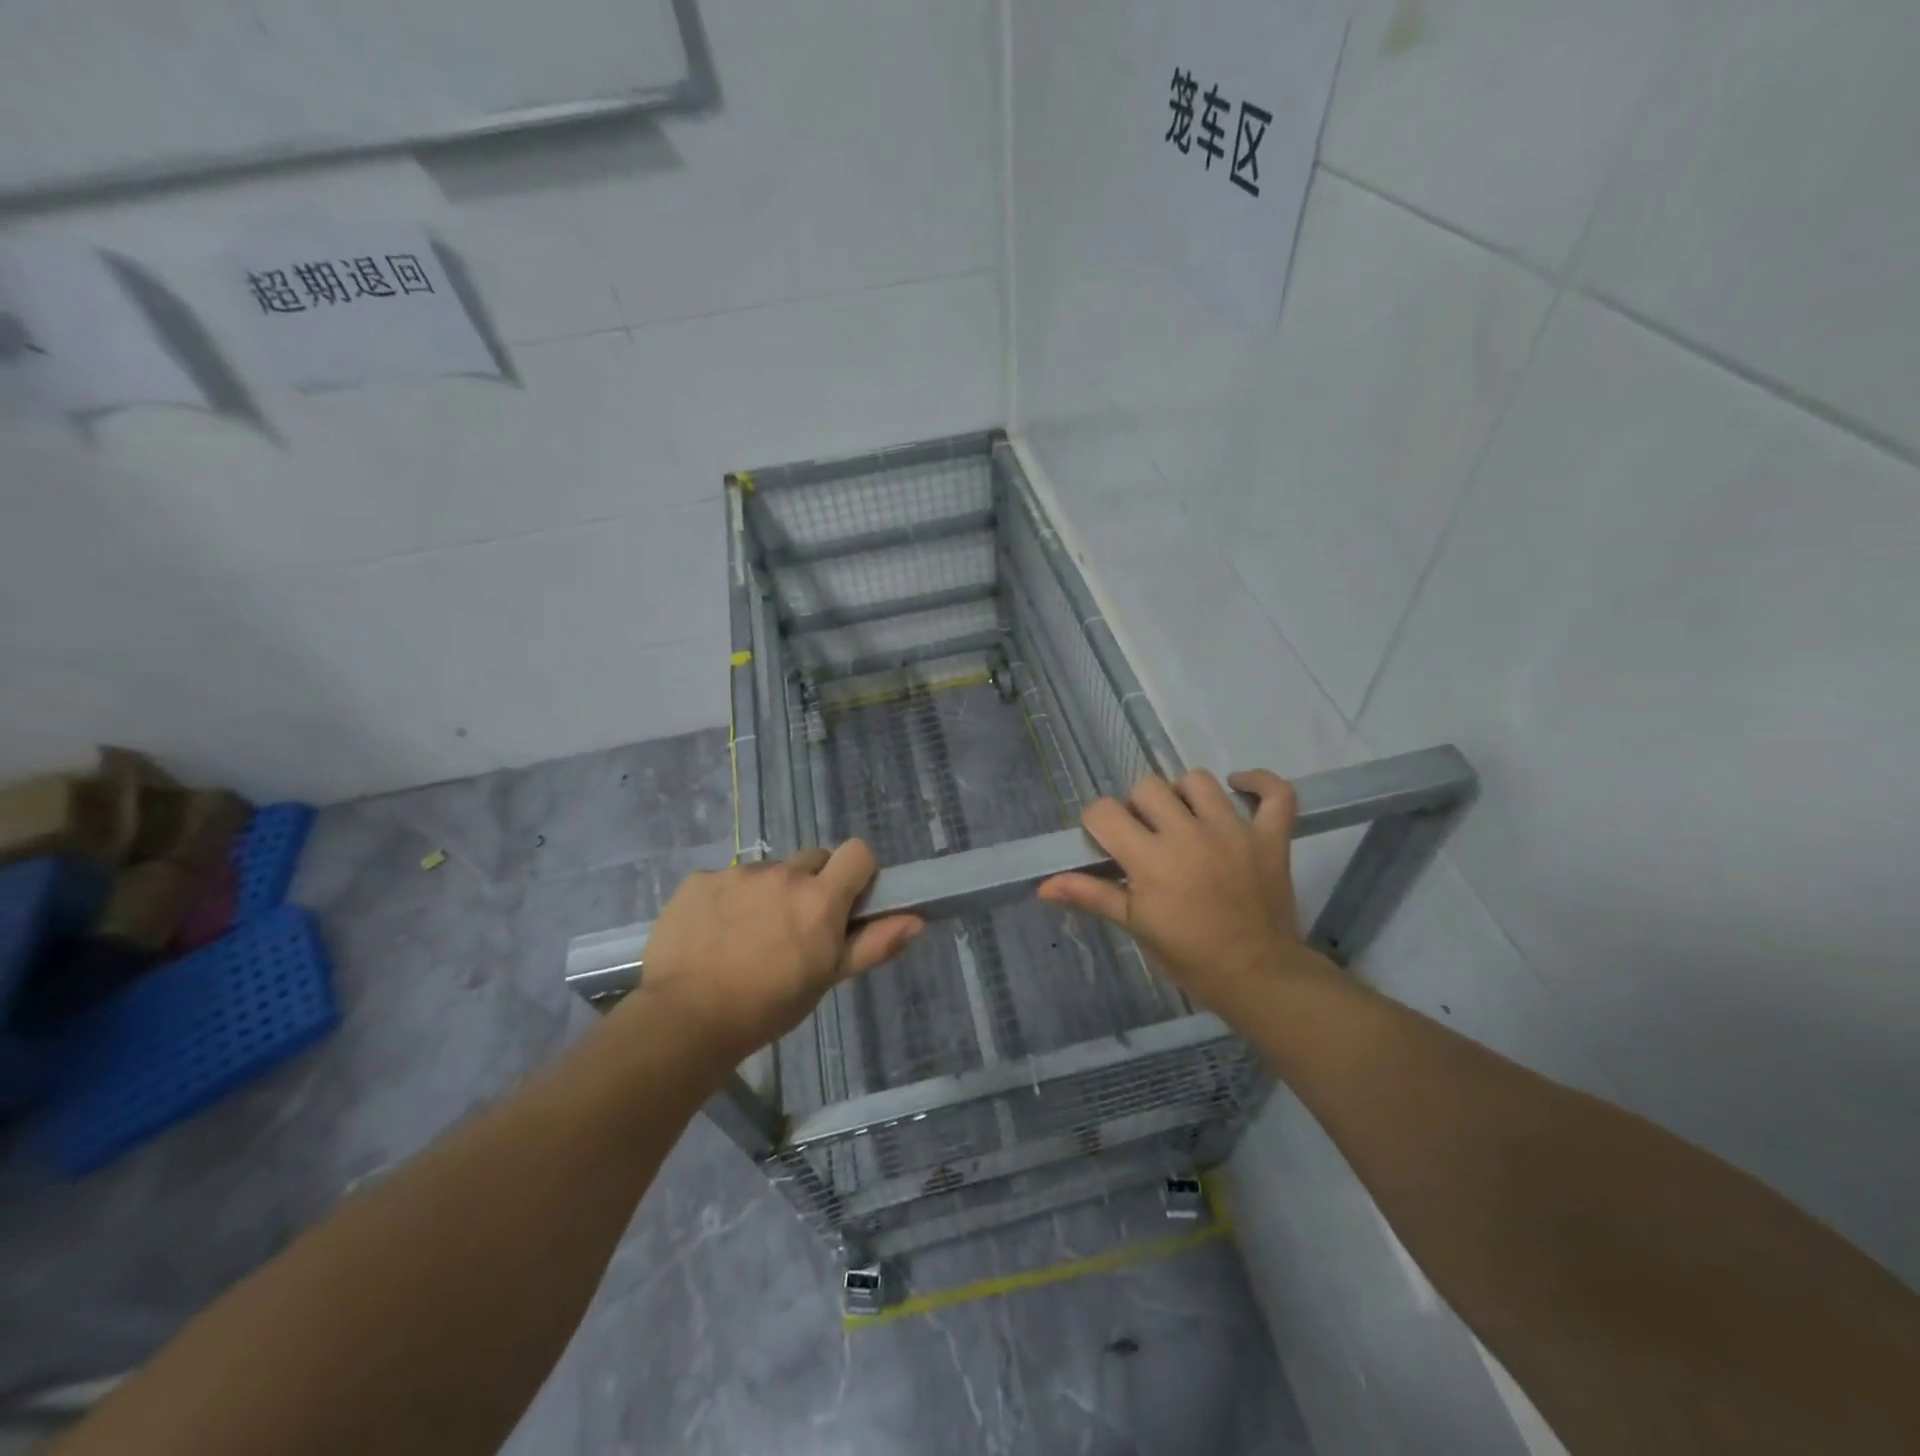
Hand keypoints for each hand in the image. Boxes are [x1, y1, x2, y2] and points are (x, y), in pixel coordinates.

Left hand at [633, 842, 922, 1062]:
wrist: (685, 1019)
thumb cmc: (768, 1007)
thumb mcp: (826, 979)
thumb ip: (873, 944)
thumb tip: (916, 920)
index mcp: (820, 898)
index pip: (857, 852)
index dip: (857, 872)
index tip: (847, 901)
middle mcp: (782, 875)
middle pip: (812, 860)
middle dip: (811, 885)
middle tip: (795, 927)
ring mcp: (737, 874)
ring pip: (767, 872)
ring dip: (767, 894)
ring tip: (747, 937)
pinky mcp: (699, 880)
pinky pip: (724, 880)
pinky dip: (726, 900)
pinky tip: (713, 935)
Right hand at [1038, 770, 1329, 1014]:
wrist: (1259, 978)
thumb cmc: (1190, 958)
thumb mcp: (1135, 927)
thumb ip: (1092, 895)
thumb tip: (1043, 886)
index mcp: (1150, 859)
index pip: (1105, 812)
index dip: (1098, 823)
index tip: (1106, 842)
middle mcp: (1189, 834)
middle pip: (1148, 787)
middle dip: (1138, 807)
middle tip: (1146, 836)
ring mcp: (1233, 831)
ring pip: (1198, 780)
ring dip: (1185, 795)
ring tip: (1186, 819)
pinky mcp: (1271, 837)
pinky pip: (1276, 793)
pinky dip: (1259, 784)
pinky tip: (1239, 789)